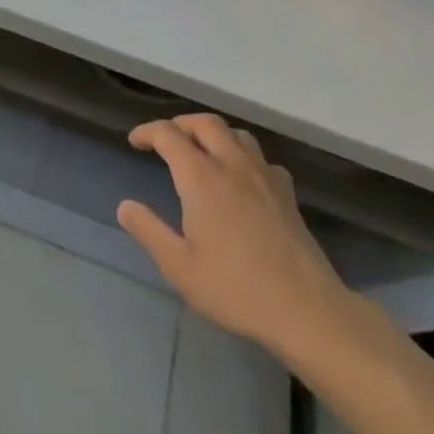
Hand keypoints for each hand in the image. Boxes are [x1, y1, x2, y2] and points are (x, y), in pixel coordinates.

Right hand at [118, 114, 351, 358]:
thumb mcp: (179, 267)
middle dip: (180, 124)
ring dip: (214, 134)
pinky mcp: (287, 194)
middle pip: (204, 123)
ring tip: (202, 152)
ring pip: (236, 134)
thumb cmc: (236, 288)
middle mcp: (232, 164)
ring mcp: (264, 176)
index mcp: (201, 177)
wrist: (308, 311)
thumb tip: (125, 206)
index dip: (147, 132)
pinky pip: (261, 158)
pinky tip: (243, 178)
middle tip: (166, 141)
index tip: (135, 142)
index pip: (168, 134)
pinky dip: (245, 156)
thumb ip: (149, 231)